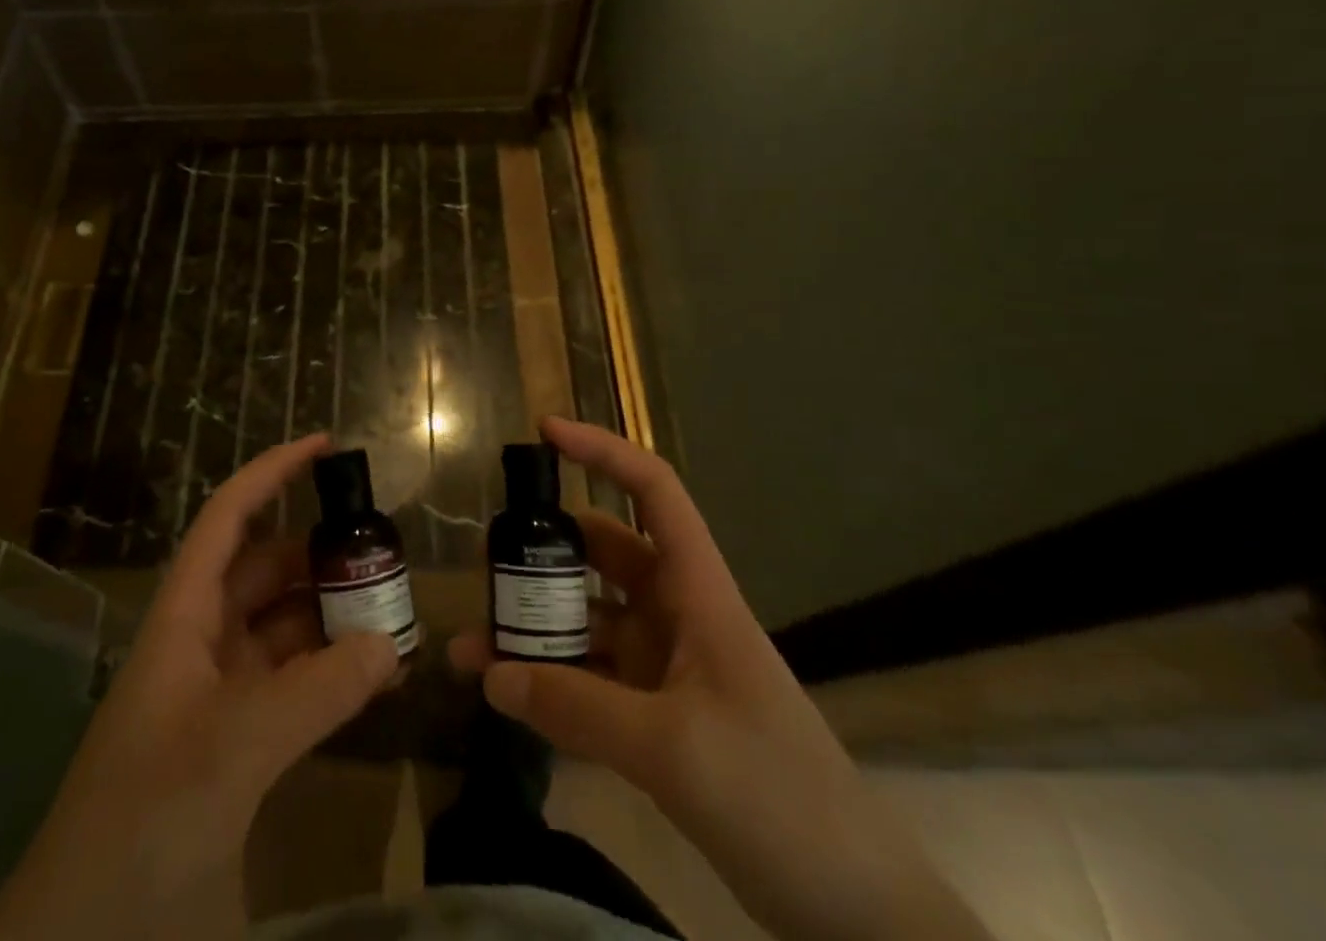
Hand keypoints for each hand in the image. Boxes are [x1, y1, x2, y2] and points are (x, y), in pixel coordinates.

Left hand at [0, 433, 398, 940]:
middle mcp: (202, 642)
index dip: (271, 473)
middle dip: (321, 555)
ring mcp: (220, 695)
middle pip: (267, 571)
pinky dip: (334, 674)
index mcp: (184, 617)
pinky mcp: (239, 743)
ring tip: (397, 616)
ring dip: (335, 618)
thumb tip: (390, 642)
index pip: (228, 519)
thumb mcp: (232, 748)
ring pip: (286, 629)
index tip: (325, 446)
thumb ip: (316, 691)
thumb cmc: (144, 817)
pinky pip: (296, 685)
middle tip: (386, 555)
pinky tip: (377, 678)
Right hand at [451, 417, 988, 940]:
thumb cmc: (778, 796)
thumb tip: (490, 675)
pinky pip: (590, 681)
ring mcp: (665, 667)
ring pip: (588, 623)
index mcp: (696, 592)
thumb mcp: (673, 749)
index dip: (602, 451)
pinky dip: (549, 683)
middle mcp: (676, 615)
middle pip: (602, 556)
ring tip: (469, 646)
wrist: (856, 910)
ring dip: (534, 631)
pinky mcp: (656, 717)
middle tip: (484, 565)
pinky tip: (505, 698)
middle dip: (542, 554)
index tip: (544, 433)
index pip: (653, 492)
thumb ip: (577, 708)